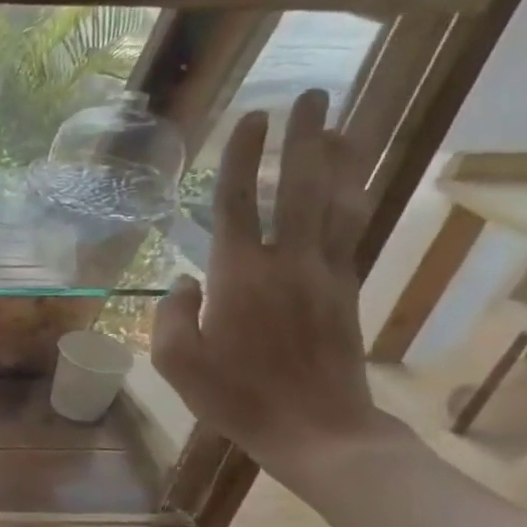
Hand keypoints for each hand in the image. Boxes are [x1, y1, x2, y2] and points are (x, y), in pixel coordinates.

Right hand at [151, 89, 397, 486]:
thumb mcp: (177, 362)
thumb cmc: (235, 397)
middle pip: (303, 188)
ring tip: (343, 122)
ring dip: (342, 158)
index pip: (241, 202)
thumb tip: (183, 283)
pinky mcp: (345, 290)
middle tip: (311, 96)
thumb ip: (171, 314)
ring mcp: (326, 274)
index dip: (245, 157)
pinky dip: (355, 196)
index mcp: (241, 277)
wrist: (317, 429)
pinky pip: (352, 230)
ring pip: (339, 202)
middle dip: (307, 138)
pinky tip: (354, 180)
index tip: (251, 117)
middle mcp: (289, 264)